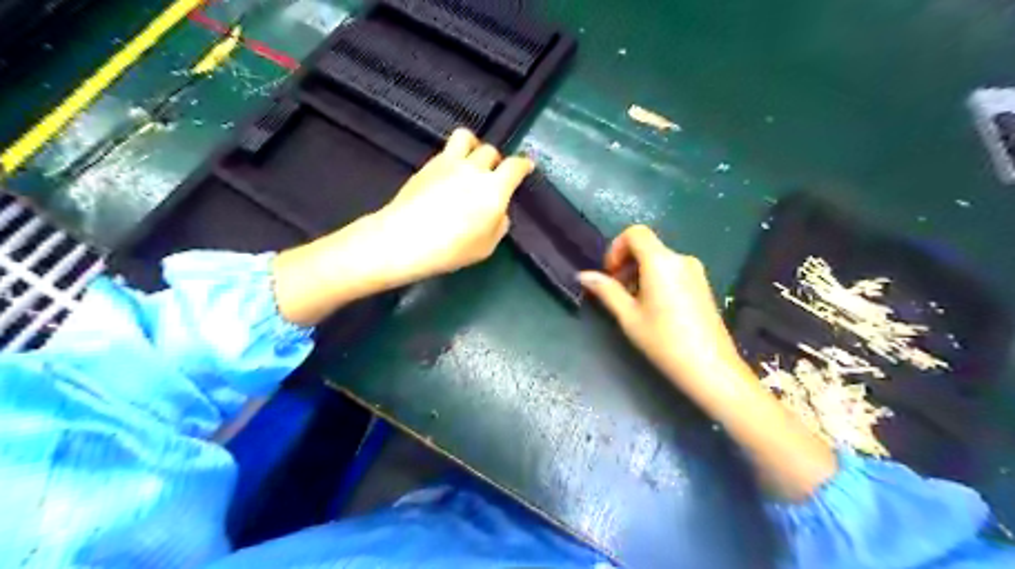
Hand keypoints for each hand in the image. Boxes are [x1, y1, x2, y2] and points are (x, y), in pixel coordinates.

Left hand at [363, 129, 534, 285]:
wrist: (404, 239)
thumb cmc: (451, 249)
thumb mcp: (486, 247)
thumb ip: (499, 224)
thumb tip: (498, 211)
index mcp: (494, 189)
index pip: (515, 166)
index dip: (524, 164)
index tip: (526, 166)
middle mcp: (474, 169)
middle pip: (491, 151)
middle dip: (496, 161)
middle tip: (493, 176)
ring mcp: (449, 162)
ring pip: (467, 138)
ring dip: (474, 146)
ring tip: (471, 160)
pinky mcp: (428, 164)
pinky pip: (447, 150)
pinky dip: (454, 156)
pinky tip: (450, 173)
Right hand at [574, 225, 837, 498]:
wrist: (711, 368)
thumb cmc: (664, 341)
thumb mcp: (629, 317)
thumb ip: (606, 291)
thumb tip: (584, 275)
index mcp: (661, 262)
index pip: (635, 233)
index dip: (616, 248)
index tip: (610, 274)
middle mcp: (680, 259)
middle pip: (647, 247)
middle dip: (626, 263)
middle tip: (616, 292)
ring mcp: (695, 271)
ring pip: (659, 260)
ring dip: (640, 273)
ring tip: (633, 304)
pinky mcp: (703, 285)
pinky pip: (673, 271)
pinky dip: (656, 279)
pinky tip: (654, 308)